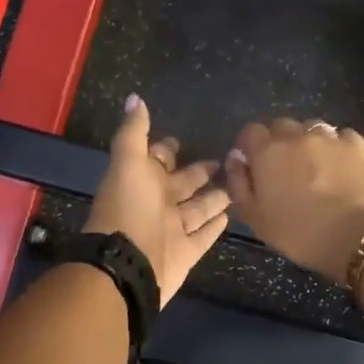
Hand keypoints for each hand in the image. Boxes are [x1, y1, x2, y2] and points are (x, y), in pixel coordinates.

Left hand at [83, 95, 230, 304]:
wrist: (127, 265)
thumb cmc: (129, 209)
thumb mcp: (128, 163)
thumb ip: (133, 132)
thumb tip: (134, 97)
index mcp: (142, 181)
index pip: (157, 160)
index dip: (166, 149)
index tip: (181, 139)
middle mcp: (157, 204)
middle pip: (182, 184)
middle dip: (198, 172)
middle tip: (221, 160)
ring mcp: (172, 230)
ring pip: (197, 210)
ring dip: (213, 198)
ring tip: (236, 186)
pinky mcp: (186, 253)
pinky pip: (203, 237)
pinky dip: (213, 228)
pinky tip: (229, 217)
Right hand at [223, 118, 363, 283]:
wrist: (358, 237)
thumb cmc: (301, 234)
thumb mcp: (256, 219)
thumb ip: (239, 185)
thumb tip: (235, 159)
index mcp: (268, 152)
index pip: (250, 132)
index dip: (249, 146)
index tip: (253, 165)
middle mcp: (297, 136)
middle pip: (280, 126)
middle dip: (277, 141)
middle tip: (283, 168)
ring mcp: (330, 138)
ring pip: (311, 127)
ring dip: (306, 141)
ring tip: (313, 165)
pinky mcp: (357, 146)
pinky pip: (341, 136)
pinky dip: (336, 145)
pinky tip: (339, 164)